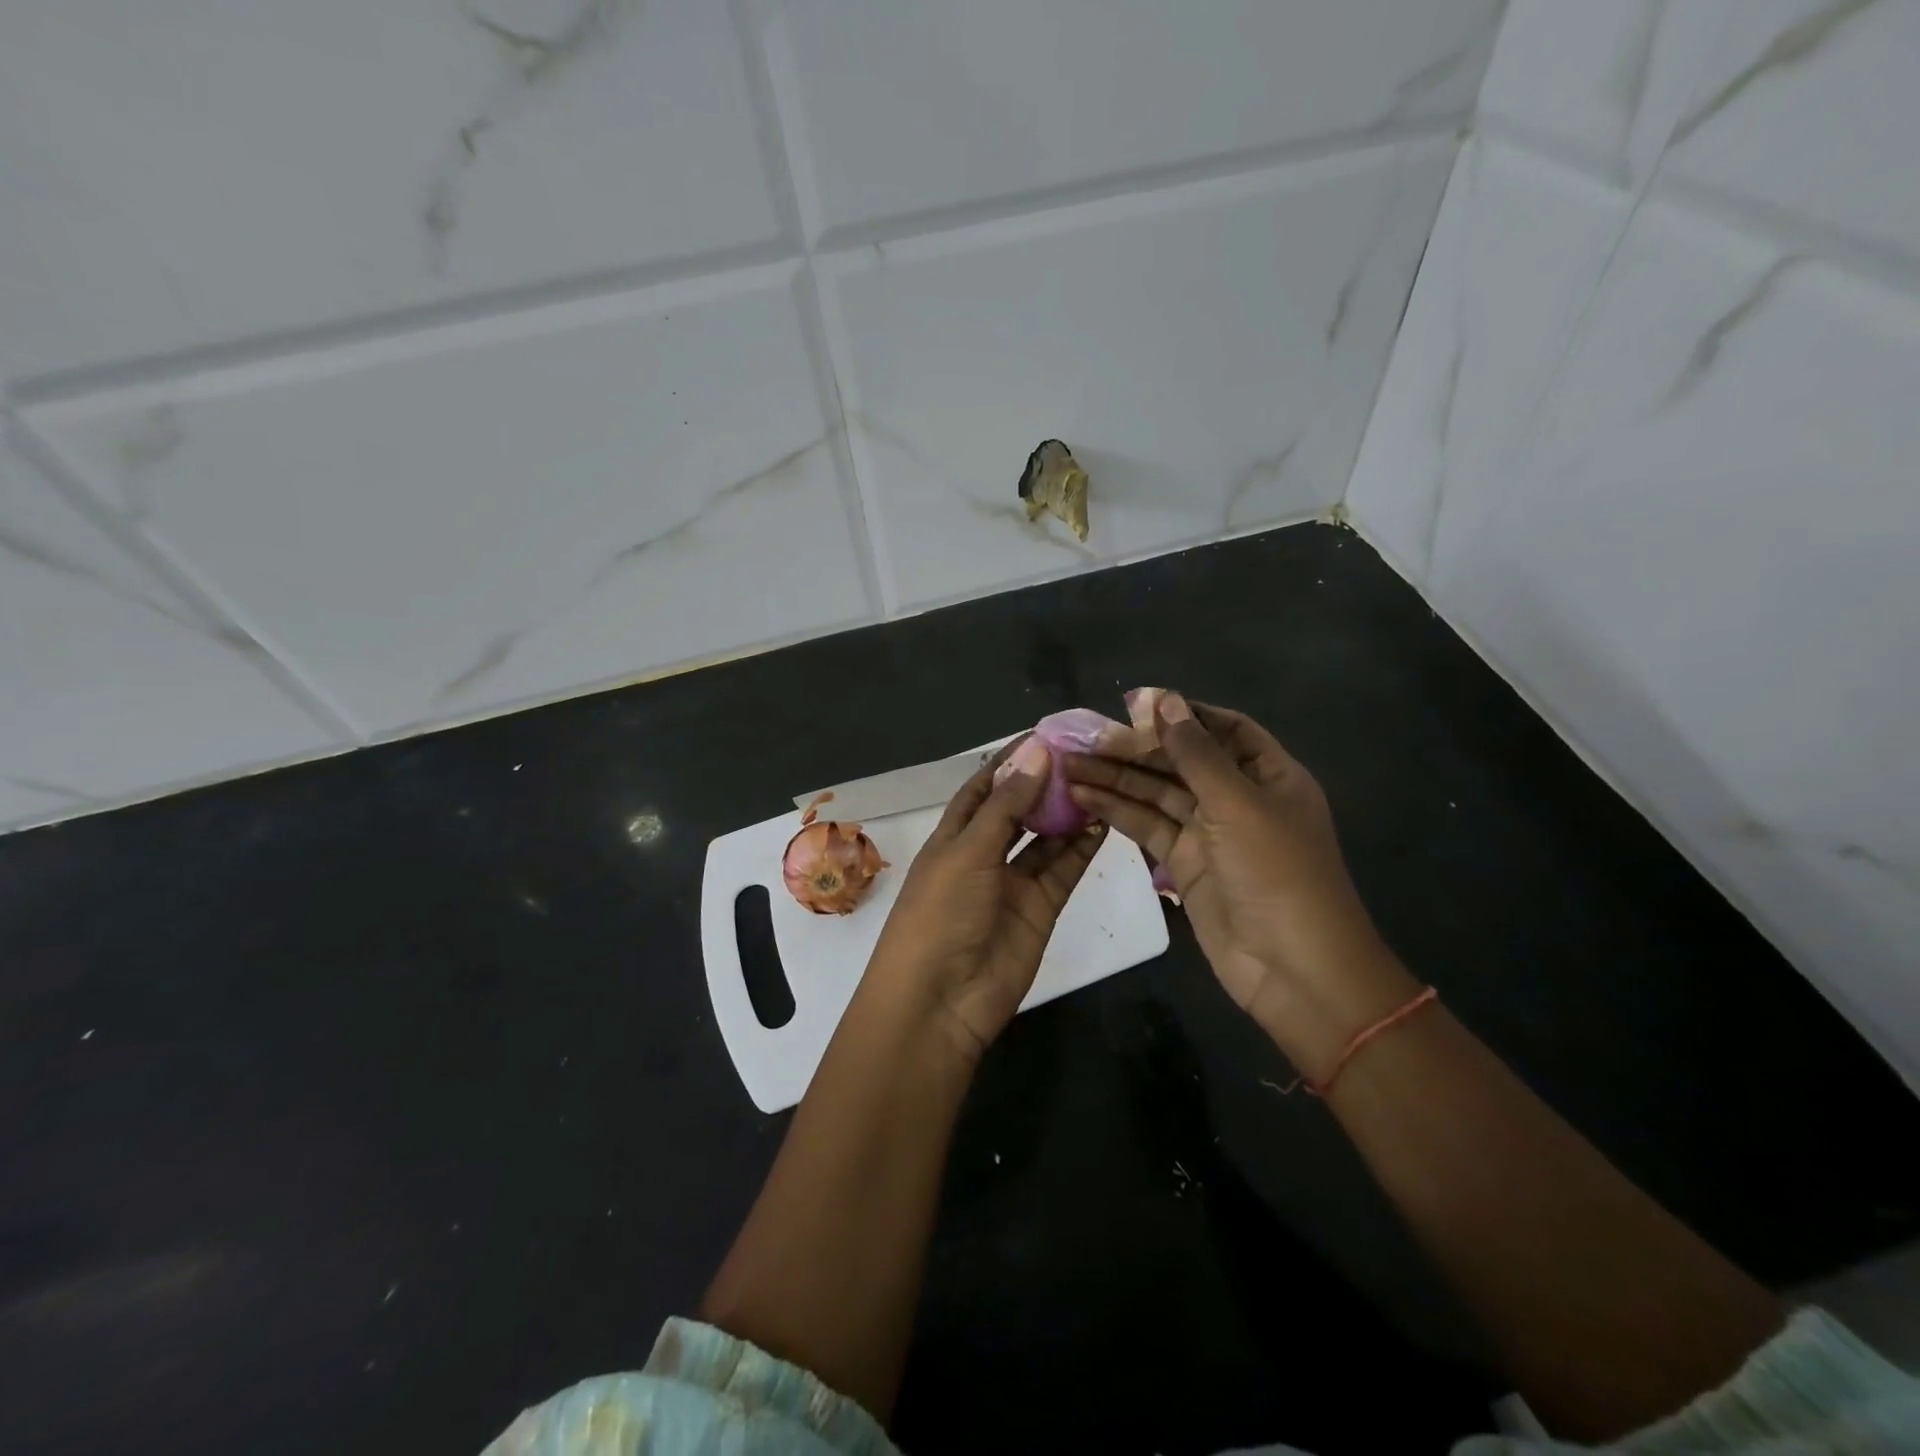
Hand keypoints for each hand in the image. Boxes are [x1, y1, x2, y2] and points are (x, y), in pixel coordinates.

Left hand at [864, 735, 1105, 1063]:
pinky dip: (1082, 847)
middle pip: (1019, 810)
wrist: (941, 1000)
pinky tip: (1106, 820)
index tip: (1046, 734)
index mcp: (953, 835)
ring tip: (1103, 780)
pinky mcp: (1040, 908)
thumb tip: (1038, 751)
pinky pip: (1063, 869)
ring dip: (1068, 812)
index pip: (984, 788)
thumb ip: (1008, 805)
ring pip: (1045, 838)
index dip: (1011, 761)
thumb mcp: (969, 851)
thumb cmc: (941, 913)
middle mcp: (983, 854)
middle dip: (1046, 783)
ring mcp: (1012, 882)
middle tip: (1087, 754)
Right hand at [1064, 694, 1416, 1072]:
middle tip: (1084, 737)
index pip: (1224, 729)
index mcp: (1269, 775)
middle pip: (1182, 760)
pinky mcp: (1184, 864)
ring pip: (1157, 793)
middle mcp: (1238, 798)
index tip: (1135, 703)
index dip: (1183, 714)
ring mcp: (1210, 833)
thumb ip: (1195, 753)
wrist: (1293, 969)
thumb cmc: (1277, 873)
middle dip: (1136, 747)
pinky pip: (1148, 827)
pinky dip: (1117, 811)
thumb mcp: (1238, 803)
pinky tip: (1082, 796)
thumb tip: (1163, 700)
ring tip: (1068, 764)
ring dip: (1117, 778)